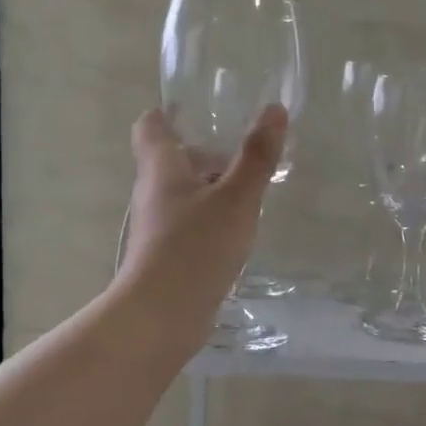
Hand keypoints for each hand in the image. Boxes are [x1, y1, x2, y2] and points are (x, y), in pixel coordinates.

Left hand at [120, 105, 287, 335]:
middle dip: (206, 155)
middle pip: (172, 161)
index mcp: (160, 167)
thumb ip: (256, 156)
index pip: (151, 126)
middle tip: (245, 156)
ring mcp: (156, 228)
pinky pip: (188, 226)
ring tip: (250, 196)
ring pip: (182, 195)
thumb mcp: (236, 197)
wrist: (161, 315)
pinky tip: (237, 235)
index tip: (198, 112)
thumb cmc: (196, 246)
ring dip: (211, 190)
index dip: (169, 114)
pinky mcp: (165, 257)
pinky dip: (210, 221)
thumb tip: (274, 109)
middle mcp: (152, 193)